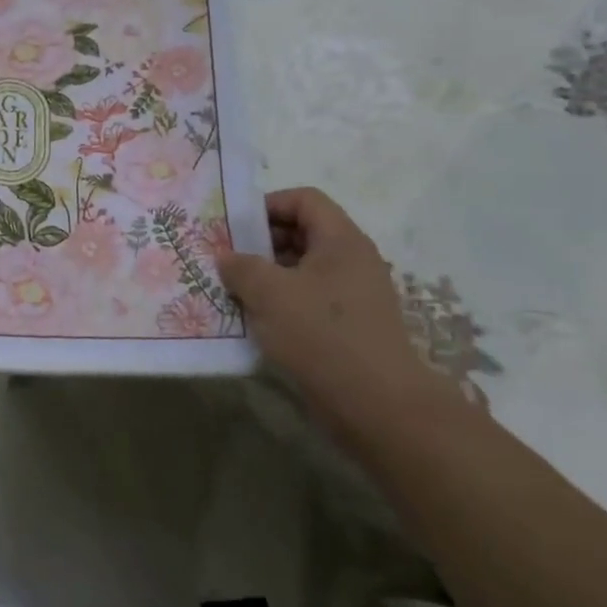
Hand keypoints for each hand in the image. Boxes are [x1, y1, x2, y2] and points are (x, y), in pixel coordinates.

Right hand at [216, 187, 449, 431]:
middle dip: (262, 243)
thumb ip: (242, 267)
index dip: (267, 205)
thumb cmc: (323, 336)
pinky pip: (310, 302)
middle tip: (227, 261)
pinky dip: (282, 305)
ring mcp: (354, 296)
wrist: (379, 407)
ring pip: (303, 271)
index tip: (235, 228)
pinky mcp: (351, 328)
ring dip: (268, 277)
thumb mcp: (270, 293)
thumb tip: (227, 258)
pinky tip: (257, 324)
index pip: (304, 200)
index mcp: (341, 240)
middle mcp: (353, 261)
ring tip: (235, 293)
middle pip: (303, 234)